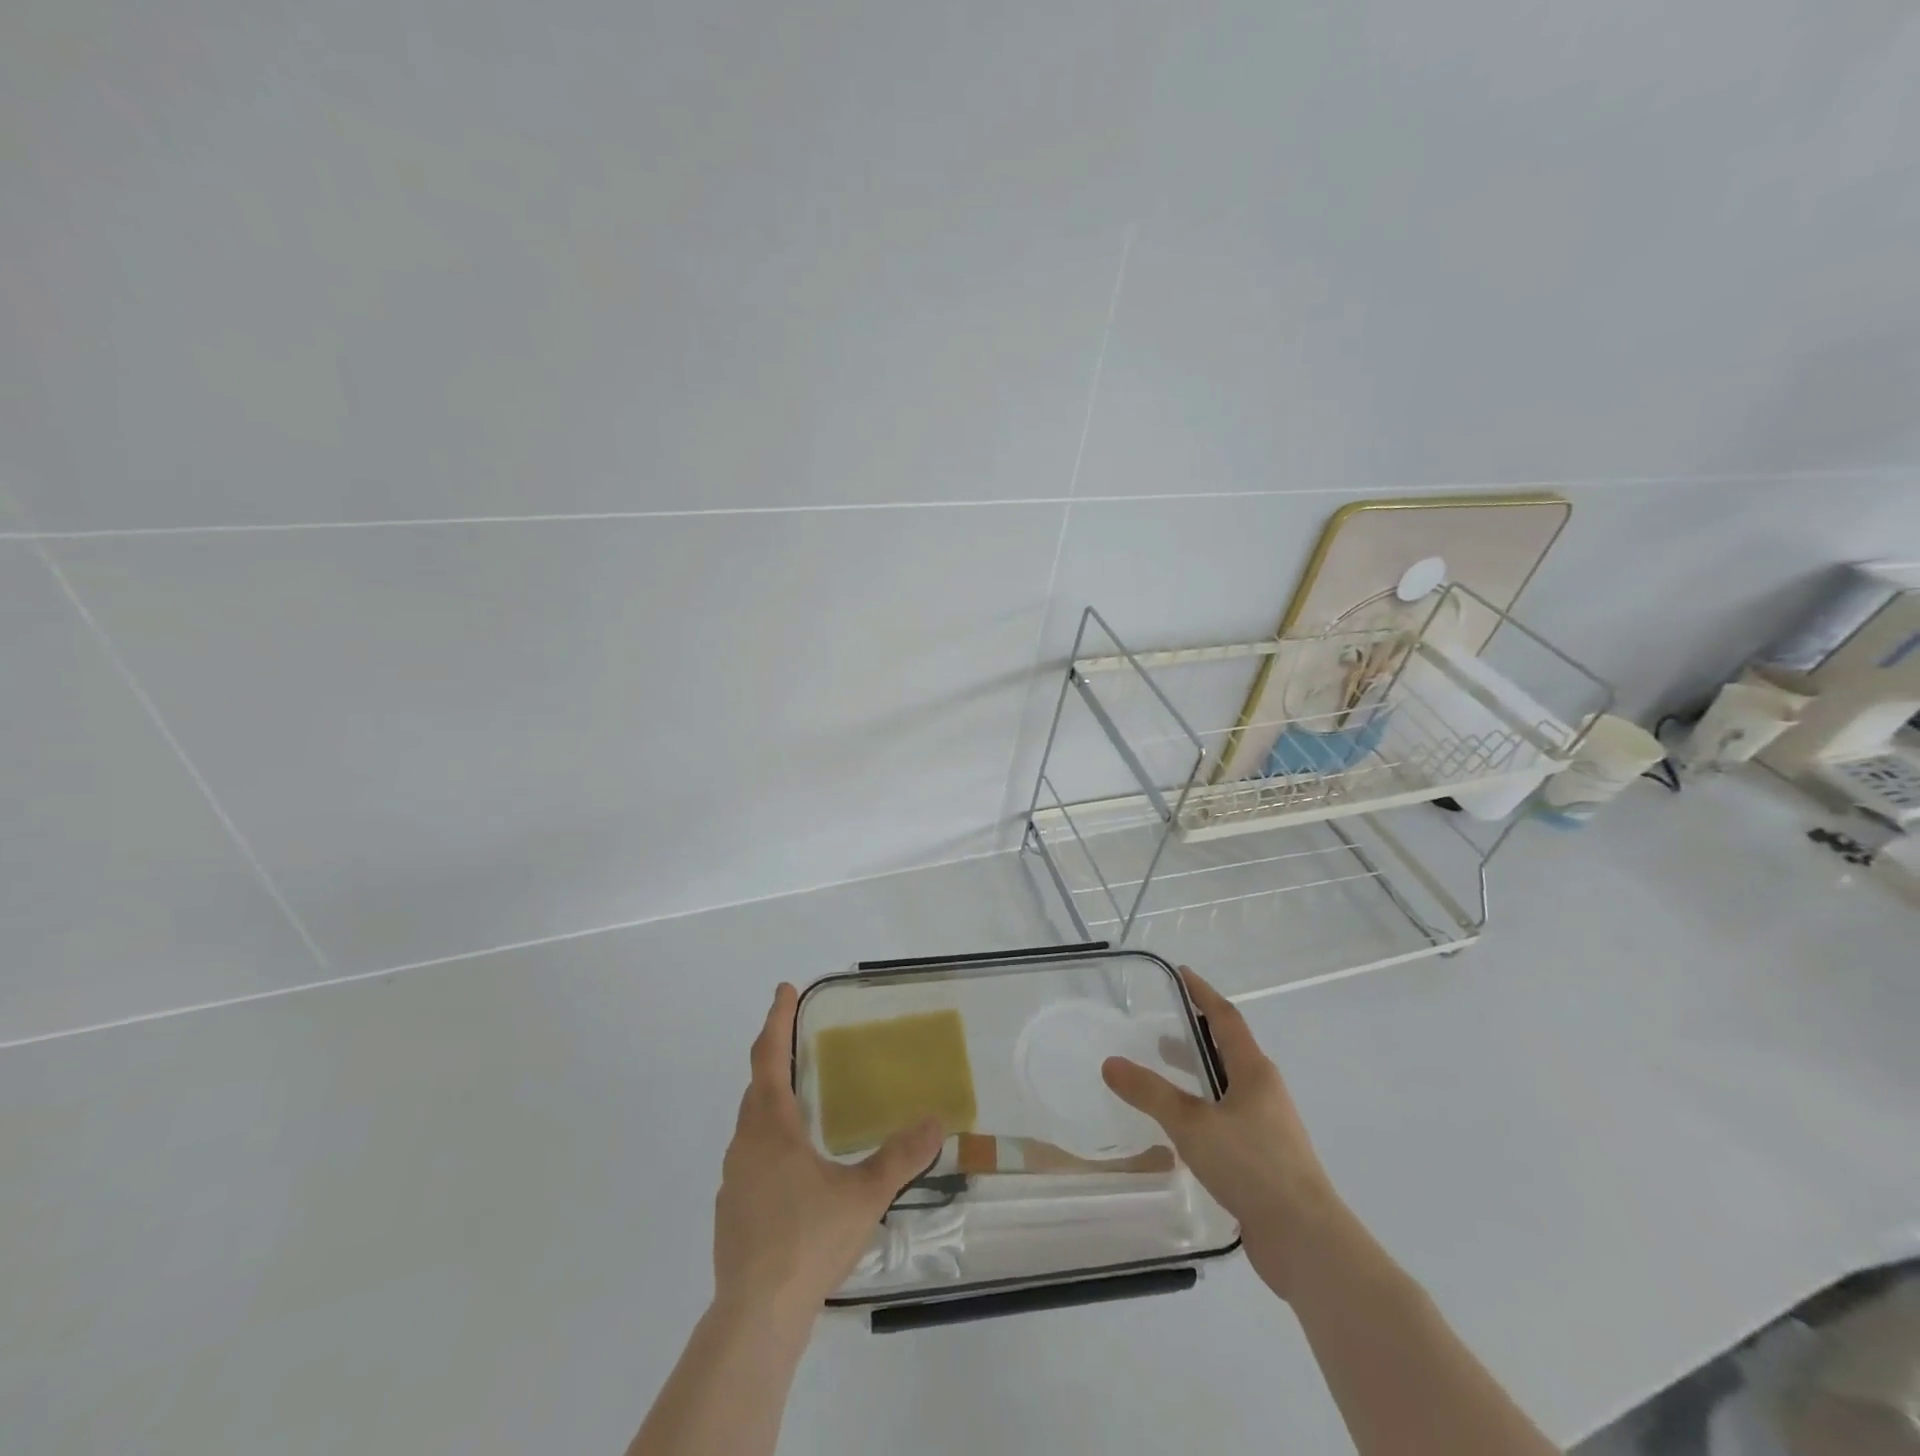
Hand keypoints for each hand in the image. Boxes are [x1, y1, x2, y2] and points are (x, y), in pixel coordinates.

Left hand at [712, 984, 943, 1319]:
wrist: (755, 1317)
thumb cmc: (807, 1240)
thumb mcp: (864, 1194)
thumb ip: (900, 1156)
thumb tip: (935, 1121)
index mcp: (771, 1127)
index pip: (768, 1057)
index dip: (776, 1020)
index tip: (783, 990)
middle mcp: (745, 1145)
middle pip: (756, 1088)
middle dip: (775, 1059)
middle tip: (799, 1044)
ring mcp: (732, 1181)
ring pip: (751, 1126)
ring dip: (772, 1104)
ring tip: (801, 1105)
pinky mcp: (731, 1212)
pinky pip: (750, 1159)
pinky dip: (769, 1144)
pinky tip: (793, 1171)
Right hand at [1102, 967, 1341, 1299]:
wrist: (1307, 1242)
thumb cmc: (1252, 1166)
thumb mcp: (1192, 1124)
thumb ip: (1150, 1093)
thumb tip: (1110, 1063)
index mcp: (1254, 1072)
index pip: (1226, 1018)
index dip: (1203, 993)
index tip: (1181, 973)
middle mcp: (1265, 1092)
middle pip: (1229, 1050)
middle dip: (1197, 1034)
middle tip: (1161, 1026)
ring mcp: (1269, 1128)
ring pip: (1229, 1087)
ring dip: (1200, 1074)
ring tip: (1165, 1075)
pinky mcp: (1266, 1160)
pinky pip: (1229, 1119)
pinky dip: (1205, 1109)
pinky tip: (1184, 1130)